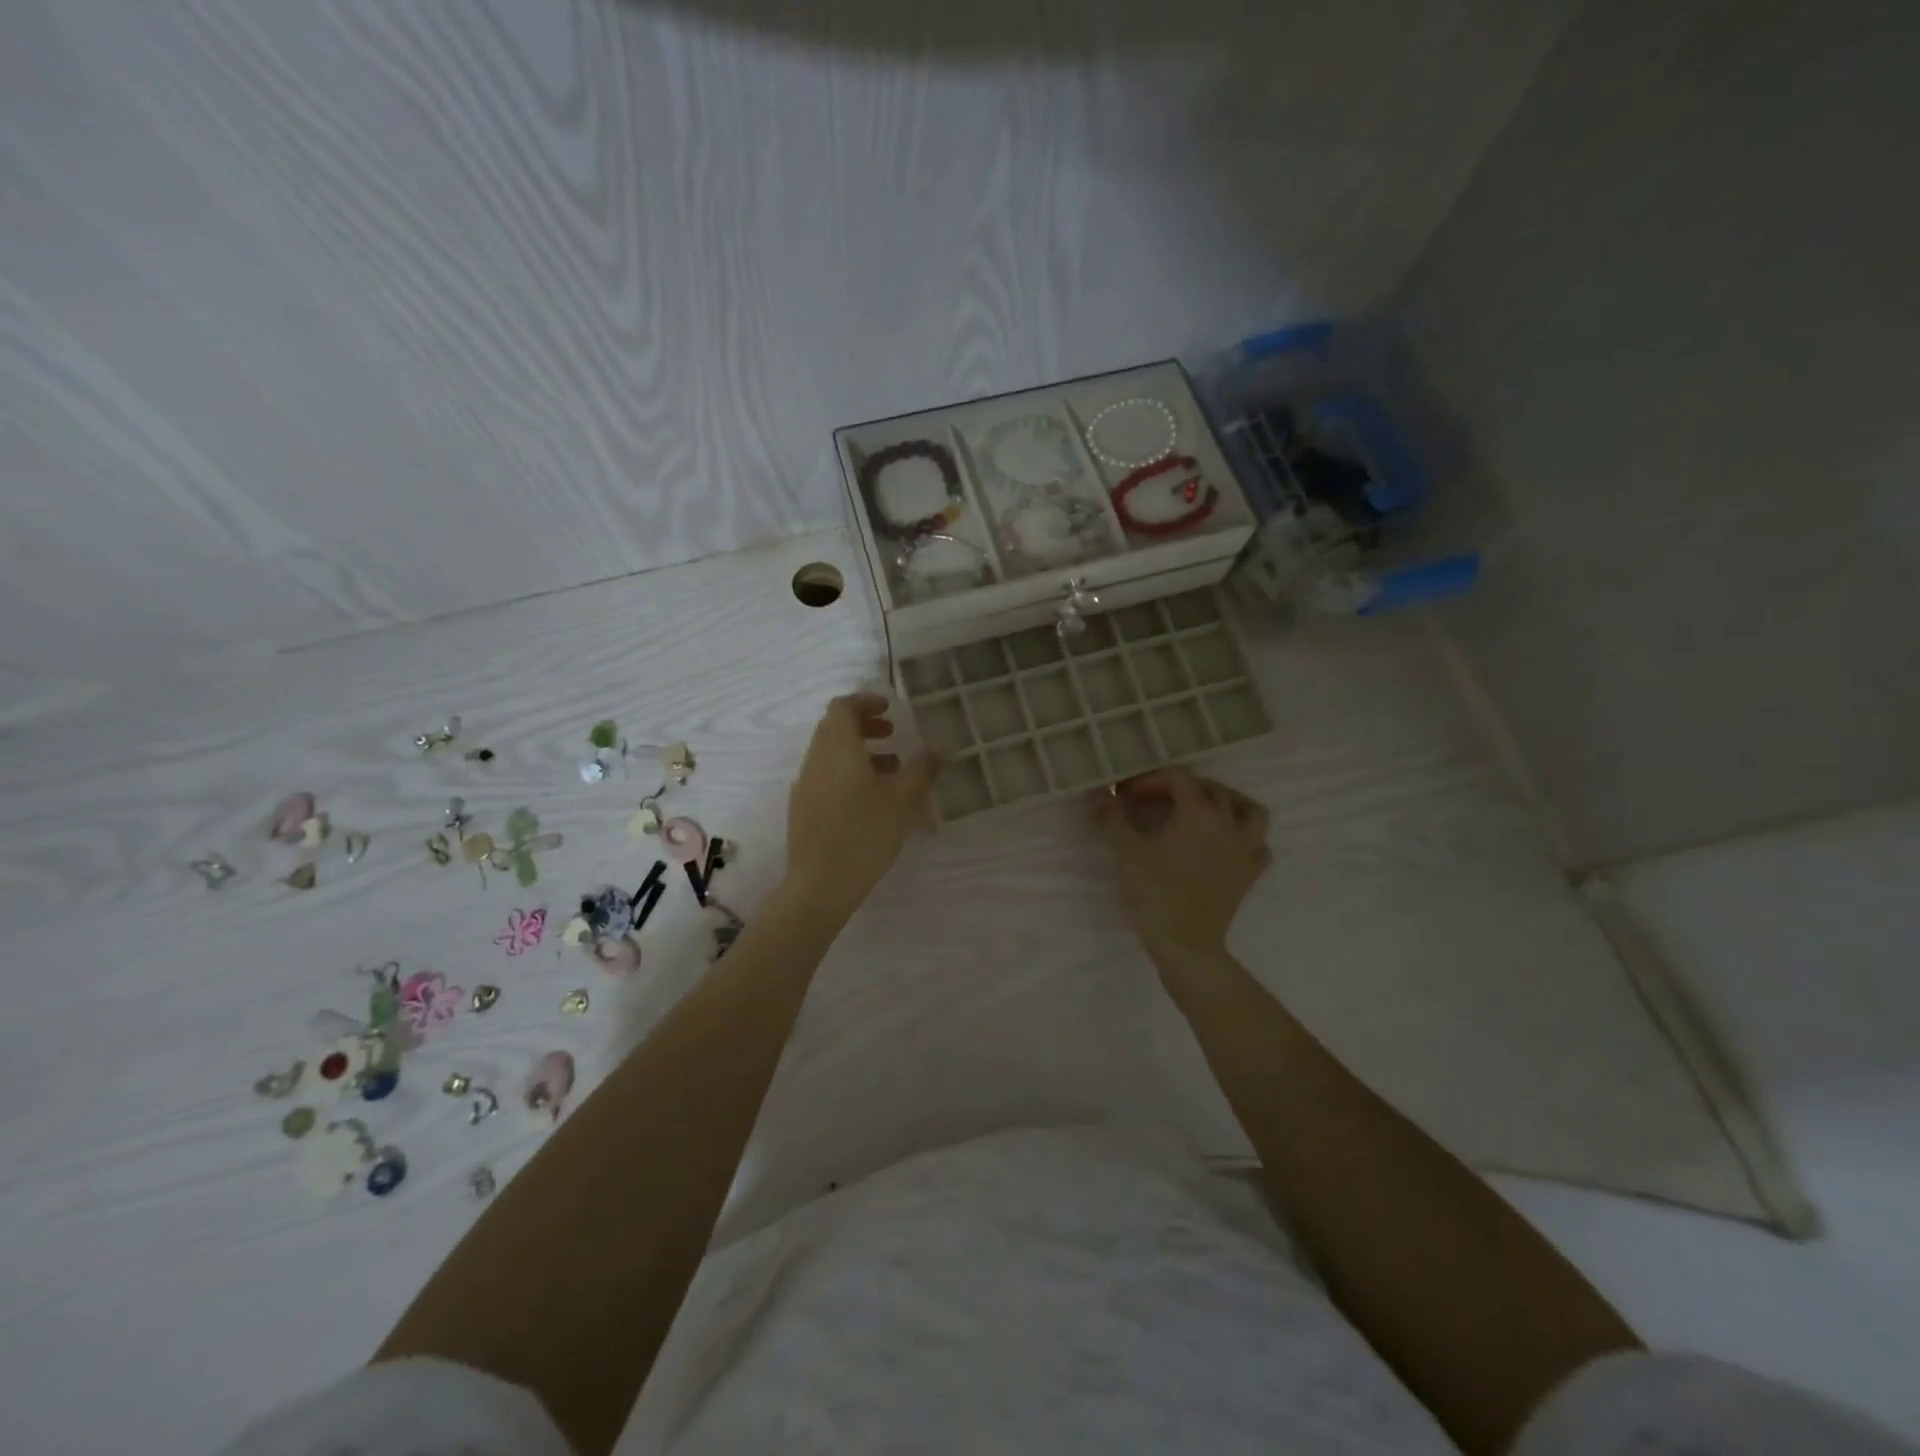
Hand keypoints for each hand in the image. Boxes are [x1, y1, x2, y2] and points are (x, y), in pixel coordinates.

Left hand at [785, 693, 938, 919]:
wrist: (819, 885)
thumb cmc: (864, 835)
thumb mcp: (903, 801)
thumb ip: (921, 770)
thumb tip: (934, 750)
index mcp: (838, 749)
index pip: (842, 707)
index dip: (865, 702)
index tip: (889, 709)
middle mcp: (816, 760)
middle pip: (834, 728)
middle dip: (864, 725)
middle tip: (892, 735)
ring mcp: (806, 785)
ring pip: (831, 753)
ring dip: (859, 751)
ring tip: (892, 769)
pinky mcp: (803, 808)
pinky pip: (826, 776)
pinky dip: (848, 772)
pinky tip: (871, 799)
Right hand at [1094, 767, 1270, 955]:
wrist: (1186, 943)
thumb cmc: (1154, 893)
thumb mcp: (1125, 852)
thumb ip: (1111, 817)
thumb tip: (1098, 793)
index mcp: (1198, 813)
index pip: (1178, 778)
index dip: (1150, 780)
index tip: (1127, 795)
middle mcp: (1228, 824)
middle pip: (1210, 789)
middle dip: (1180, 788)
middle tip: (1152, 802)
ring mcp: (1245, 849)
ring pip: (1248, 810)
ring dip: (1226, 802)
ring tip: (1201, 810)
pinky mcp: (1250, 873)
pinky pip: (1257, 843)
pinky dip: (1243, 836)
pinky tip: (1224, 843)